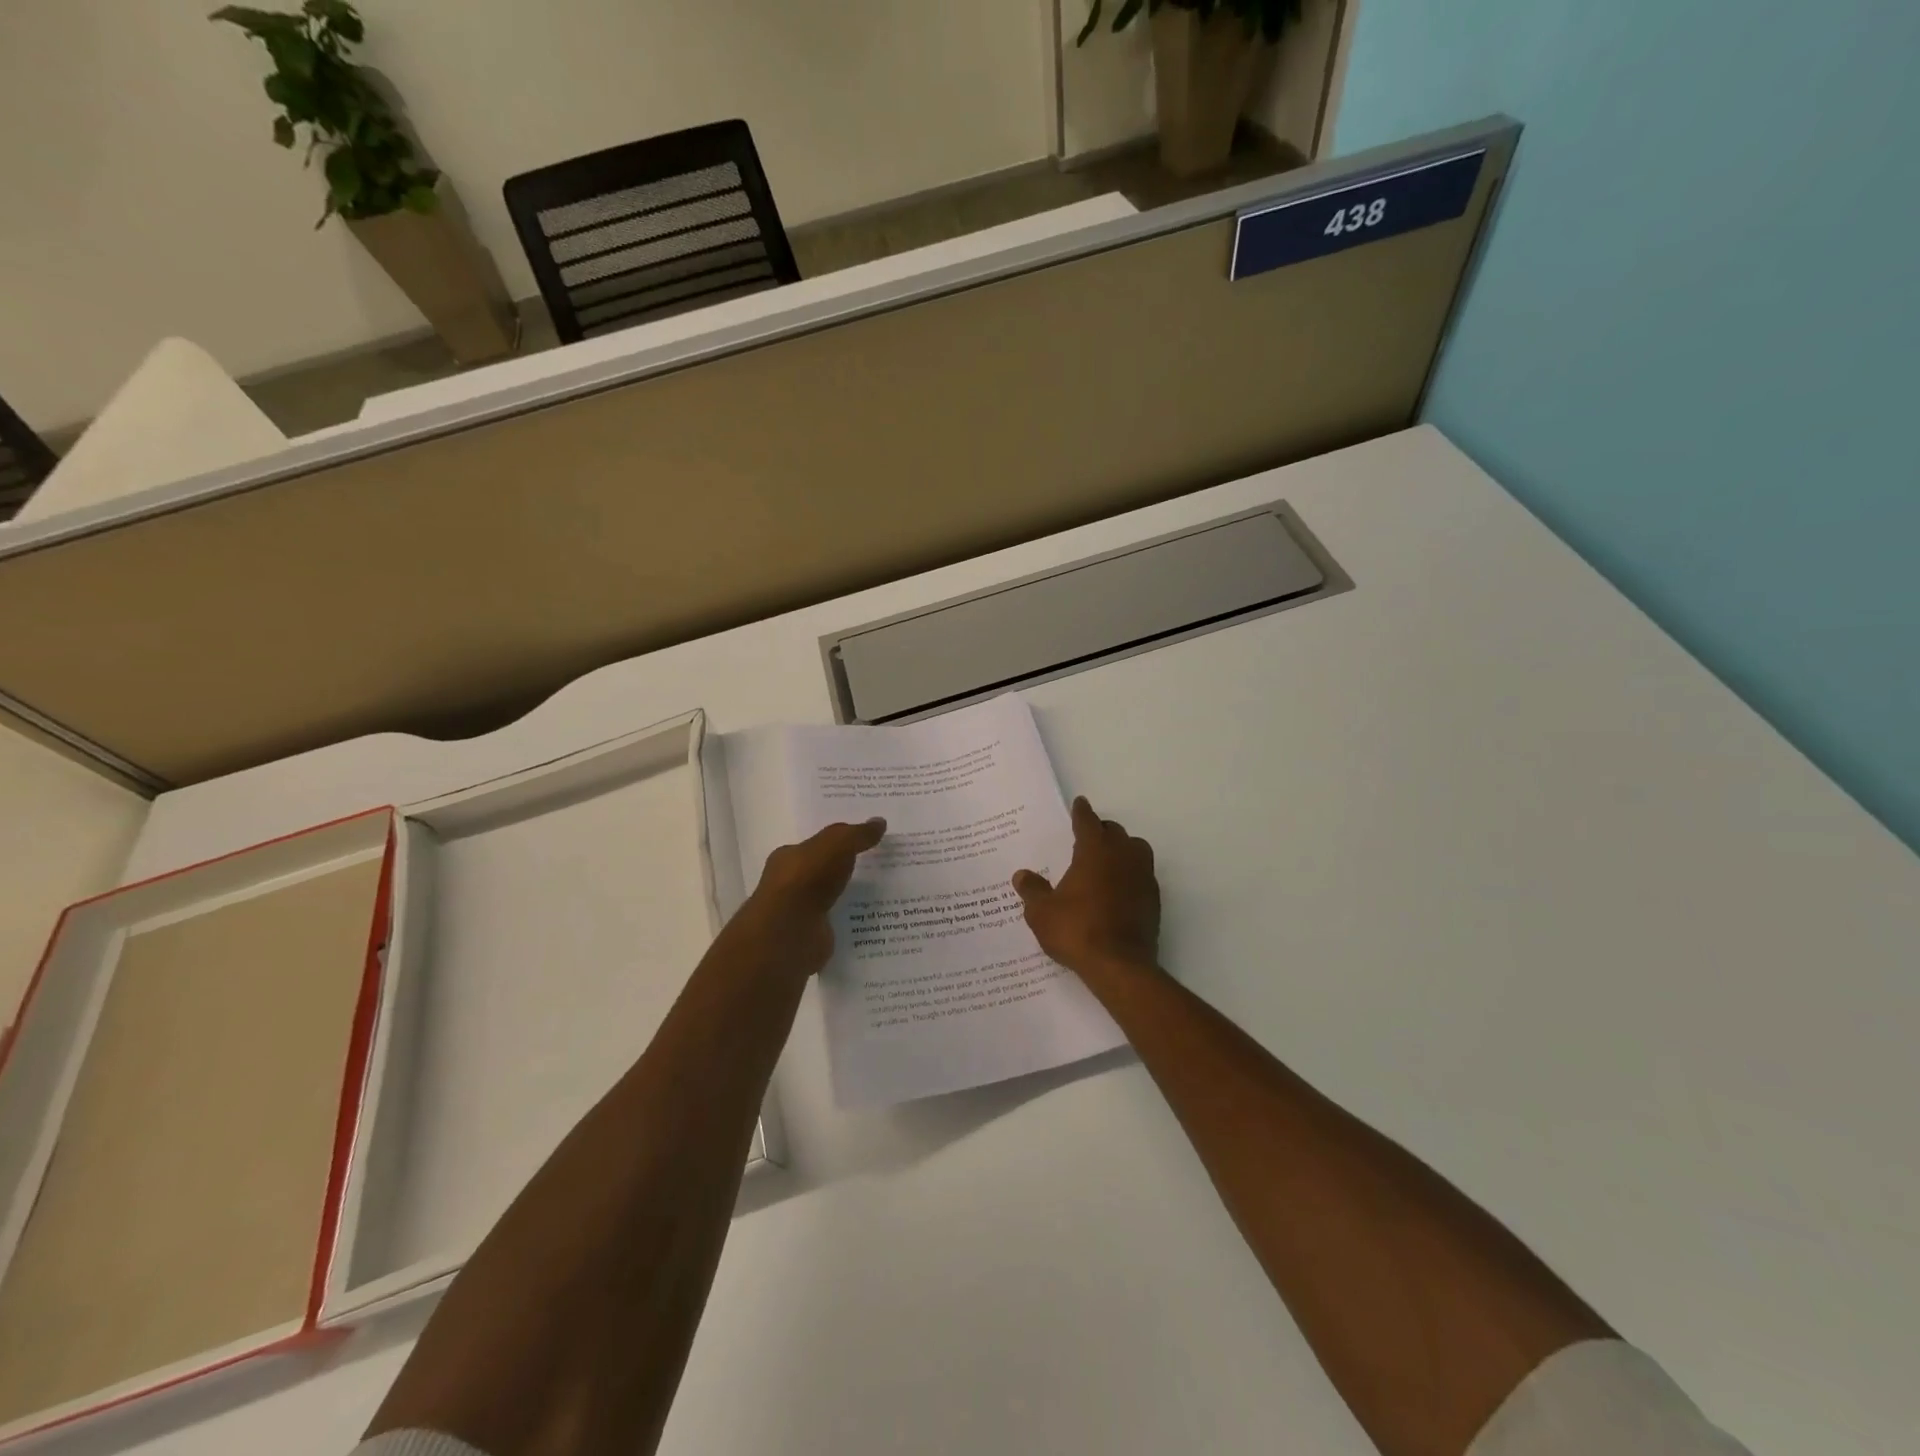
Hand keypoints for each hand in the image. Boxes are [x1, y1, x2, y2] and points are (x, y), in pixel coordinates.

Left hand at [729, 818, 885, 977]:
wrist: (791, 931)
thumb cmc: (808, 878)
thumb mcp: (837, 844)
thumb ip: (858, 834)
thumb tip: (880, 821)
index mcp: (788, 858)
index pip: (814, 846)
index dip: (838, 843)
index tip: (864, 843)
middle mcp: (789, 884)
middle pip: (822, 872)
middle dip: (845, 870)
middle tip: (880, 867)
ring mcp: (799, 914)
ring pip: (831, 900)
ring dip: (851, 897)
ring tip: (885, 894)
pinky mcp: (812, 937)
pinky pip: (837, 925)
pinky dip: (852, 921)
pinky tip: (874, 920)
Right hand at [1013, 797, 1160, 977]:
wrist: (1119, 965)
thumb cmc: (1076, 930)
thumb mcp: (1042, 912)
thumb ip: (1032, 890)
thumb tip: (1022, 875)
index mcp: (1095, 850)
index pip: (1088, 822)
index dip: (1081, 812)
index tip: (1080, 803)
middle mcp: (1123, 856)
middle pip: (1114, 832)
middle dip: (1101, 831)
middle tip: (1086, 837)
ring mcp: (1143, 877)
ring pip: (1135, 849)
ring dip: (1121, 849)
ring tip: (1105, 860)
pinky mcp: (1153, 899)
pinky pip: (1142, 875)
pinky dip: (1130, 874)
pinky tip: (1117, 888)